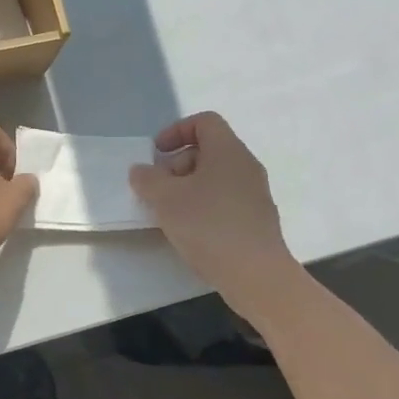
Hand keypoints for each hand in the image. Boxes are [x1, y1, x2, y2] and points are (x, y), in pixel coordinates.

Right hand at [129, 112, 294, 288]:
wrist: (257, 276)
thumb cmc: (209, 226)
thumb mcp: (166, 199)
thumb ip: (147, 179)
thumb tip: (141, 171)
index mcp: (228, 151)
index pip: (204, 122)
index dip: (176, 131)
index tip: (157, 153)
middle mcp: (246, 167)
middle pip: (208, 150)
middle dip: (177, 164)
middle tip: (158, 188)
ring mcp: (255, 195)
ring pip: (215, 178)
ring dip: (188, 188)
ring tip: (169, 213)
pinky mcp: (257, 220)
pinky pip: (225, 200)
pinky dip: (204, 206)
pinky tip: (190, 231)